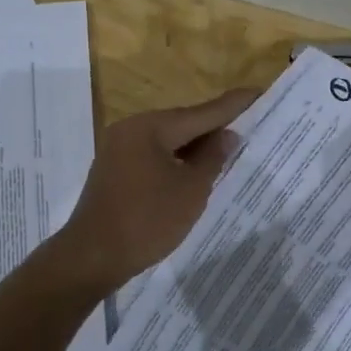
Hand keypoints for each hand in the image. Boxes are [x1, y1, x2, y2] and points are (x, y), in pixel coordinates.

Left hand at [56, 87, 257, 289]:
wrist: (93, 257)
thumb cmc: (147, 220)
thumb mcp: (191, 190)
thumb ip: (212, 158)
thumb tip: (228, 135)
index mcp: (150, 127)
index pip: (202, 112)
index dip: (233, 106)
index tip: (258, 93)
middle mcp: (131, 129)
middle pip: (183, 123)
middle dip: (215, 127)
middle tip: (249, 124)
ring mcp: (119, 149)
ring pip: (168, 141)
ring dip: (196, 146)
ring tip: (229, 149)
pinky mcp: (115, 170)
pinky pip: (153, 155)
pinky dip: (177, 160)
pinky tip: (195, 170)